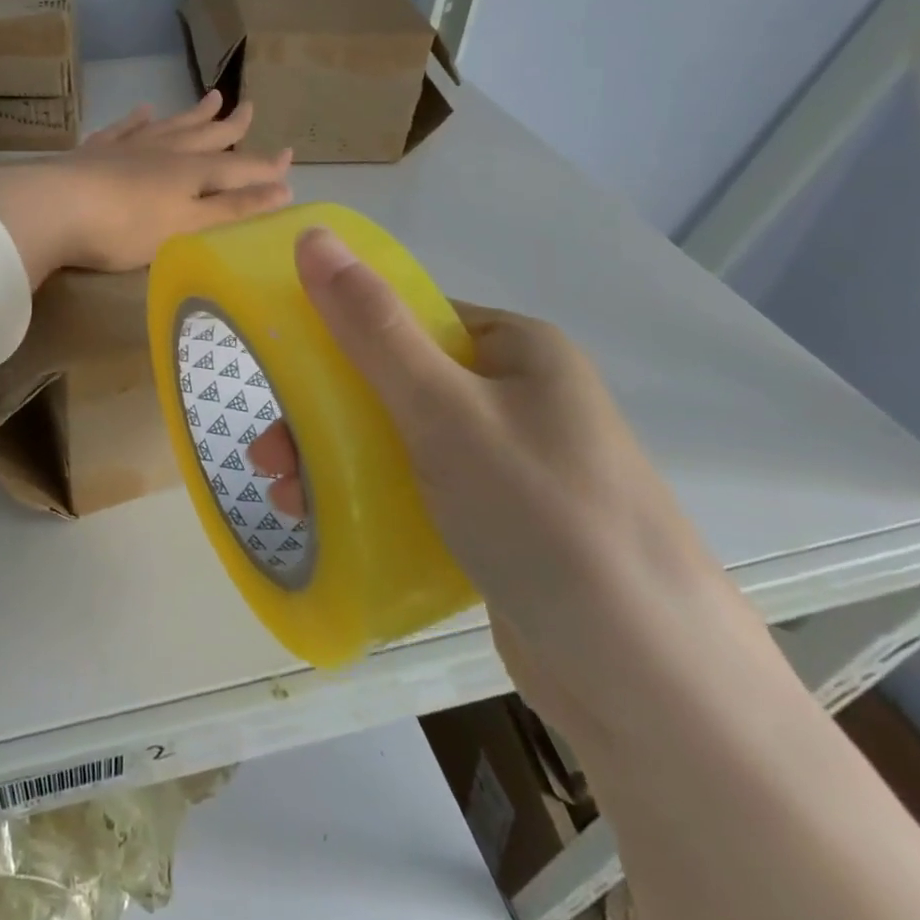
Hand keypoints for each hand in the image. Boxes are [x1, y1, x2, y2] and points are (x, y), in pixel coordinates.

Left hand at [0, 91, 292, 286]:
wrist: (54, 207)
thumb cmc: (125, 228)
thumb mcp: (187, 226)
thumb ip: (233, 209)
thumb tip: (283, 190)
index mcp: (190, 173)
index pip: (238, 167)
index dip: (265, 166)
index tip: (289, 155)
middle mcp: (163, 152)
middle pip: (204, 135)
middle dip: (230, 125)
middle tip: (249, 106)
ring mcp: (127, 147)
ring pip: (168, 125)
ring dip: (192, 114)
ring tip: (211, 97)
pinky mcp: (94, 152)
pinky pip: (123, 128)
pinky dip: (137, 119)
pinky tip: (144, 110)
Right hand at [250, 226, 779, 747]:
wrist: (650, 685)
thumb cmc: (543, 516)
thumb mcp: (442, 410)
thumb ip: (371, 325)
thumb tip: (312, 234)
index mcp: (517, 349)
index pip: (408, 316)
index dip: (337, 335)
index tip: (282, 374)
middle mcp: (518, 396)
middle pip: (393, 381)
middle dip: (322, 414)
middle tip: (270, 457)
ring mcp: (512, 462)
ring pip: (398, 438)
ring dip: (333, 459)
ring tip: (286, 499)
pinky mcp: (501, 521)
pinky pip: (418, 488)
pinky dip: (369, 497)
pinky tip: (327, 523)